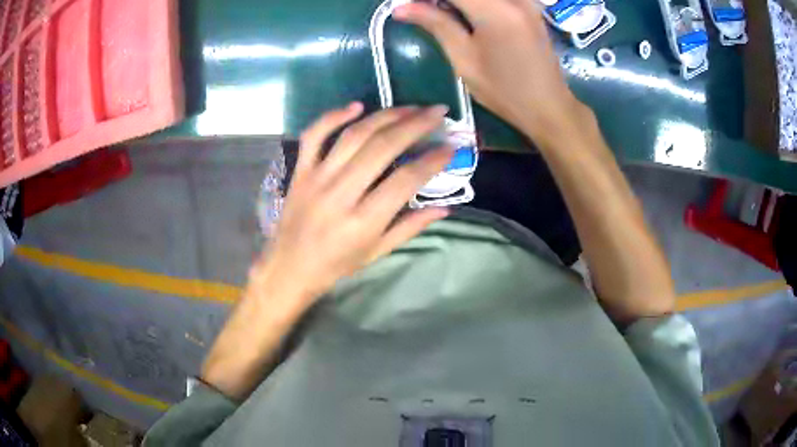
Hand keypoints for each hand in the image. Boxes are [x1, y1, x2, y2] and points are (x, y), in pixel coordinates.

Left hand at [252, 103, 453, 311]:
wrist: (290, 266)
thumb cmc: (337, 264)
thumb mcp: (377, 252)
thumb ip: (411, 226)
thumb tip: (446, 207)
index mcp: (363, 221)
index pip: (405, 180)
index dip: (432, 160)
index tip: (450, 147)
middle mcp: (341, 193)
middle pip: (383, 147)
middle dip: (415, 124)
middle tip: (437, 112)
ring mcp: (317, 177)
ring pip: (354, 135)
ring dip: (386, 116)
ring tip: (411, 107)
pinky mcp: (301, 170)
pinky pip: (314, 135)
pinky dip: (334, 116)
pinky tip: (357, 106)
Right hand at [394, 0, 590, 144]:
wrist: (549, 105)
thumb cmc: (505, 91)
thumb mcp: (465, 60)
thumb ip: (436, 24)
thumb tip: (401, 7)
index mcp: (495, 11)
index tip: (410, 3)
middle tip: (425, 8)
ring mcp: (525, 0)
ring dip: (460, 2)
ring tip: (443, 11)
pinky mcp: (530, 5)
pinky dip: (477, 2)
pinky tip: (466, 12)